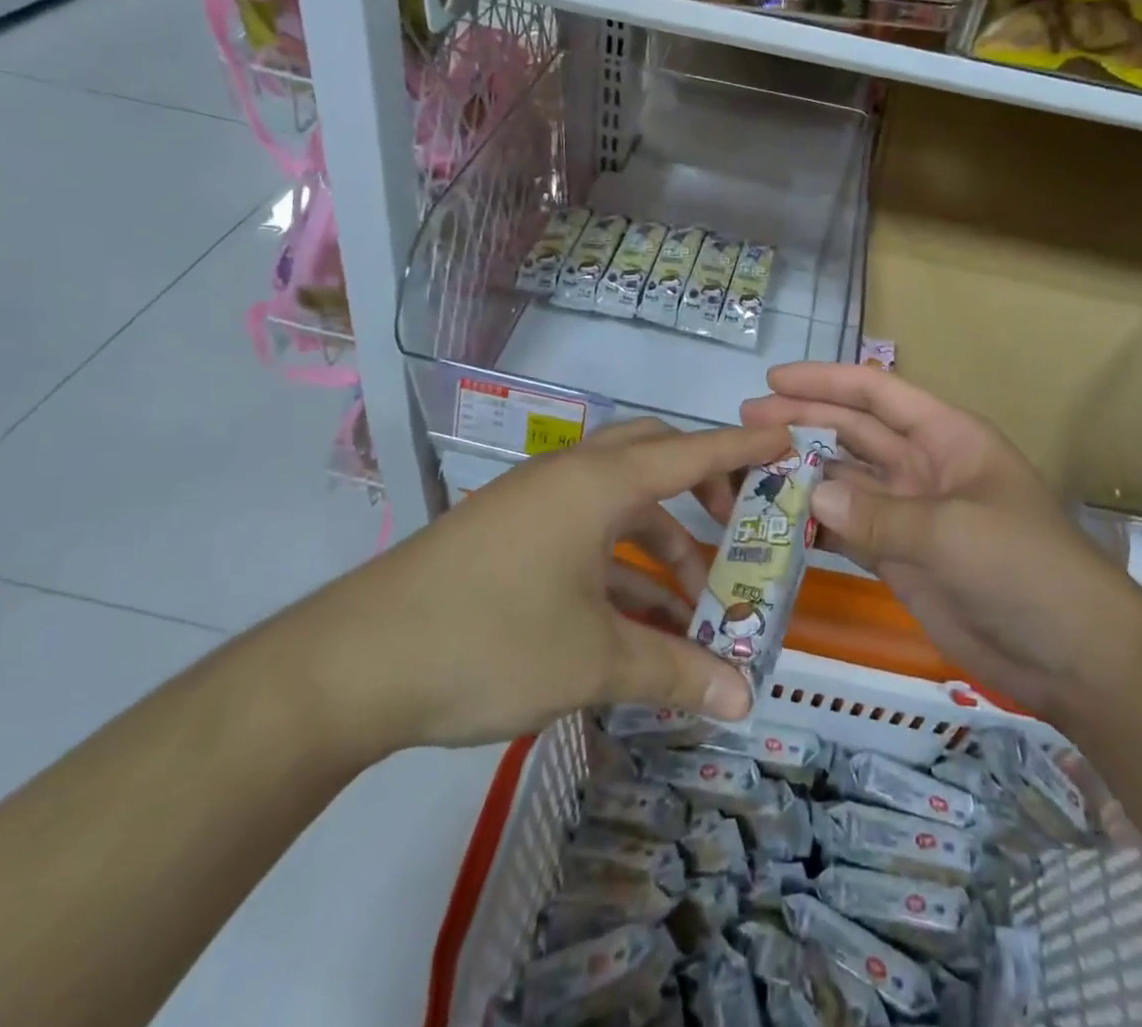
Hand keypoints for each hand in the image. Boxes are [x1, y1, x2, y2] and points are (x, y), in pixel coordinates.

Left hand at [291, 419, 793, 753]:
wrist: (353, 664)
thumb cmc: (490, 640)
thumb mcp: (593, 660)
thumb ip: (674, 673)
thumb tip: (743, 701)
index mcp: (598, 483)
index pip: (691, 453)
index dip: (744, 449)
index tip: (788, 441)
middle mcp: (569, 477)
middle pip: (653, 459)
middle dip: (701, 488)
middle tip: (737, 527)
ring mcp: (533, 503)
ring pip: (618, 502)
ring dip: (660, 541)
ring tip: (694, 602)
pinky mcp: (508, 535)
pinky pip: (583, 532)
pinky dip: (618, 563)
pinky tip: (636, 618)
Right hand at [740, 363, 1141, 720]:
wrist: (1074, 657)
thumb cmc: (1026, 570)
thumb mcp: (954, 533)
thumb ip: (878, 515)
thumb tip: (810, 496)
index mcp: (946, 437)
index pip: (877, 393)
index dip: (825, 381)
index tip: (773, 379)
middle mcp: (922, 466)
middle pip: (852, 433)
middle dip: (801, 422)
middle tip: (745, 424)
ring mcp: (909, 514)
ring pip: (843, 481)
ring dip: (800, 475)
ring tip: (747, 474)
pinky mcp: (898, 558)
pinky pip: (846, 531)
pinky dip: (813, 526)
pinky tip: (776, 524)